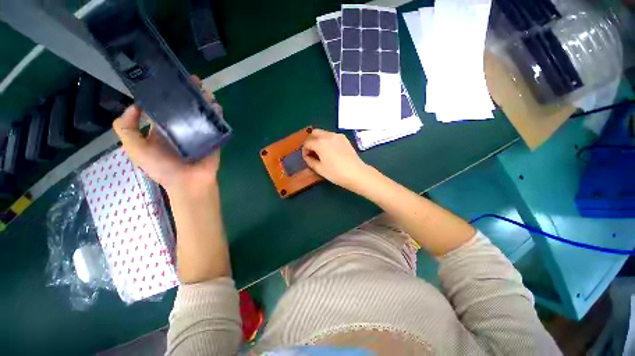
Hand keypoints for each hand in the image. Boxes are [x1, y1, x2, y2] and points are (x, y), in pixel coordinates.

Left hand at [112, 76, 222, 193]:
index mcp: (161, 129)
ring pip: (200, 112)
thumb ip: (126, 128)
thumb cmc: (162, 167)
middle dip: (187, 92)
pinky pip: (215, 123)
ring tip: (204, 89)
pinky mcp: (212, 137)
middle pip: (184, 106)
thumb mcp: (134, 149)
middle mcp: (180, 128)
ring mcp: (198, 132)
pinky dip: (217, 113)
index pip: (162, 106)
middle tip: (192, 80)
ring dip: (203, 100)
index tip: (167, 79)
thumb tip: (136, 105)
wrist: (190, 182)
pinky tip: (216, 104)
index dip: (164, 93)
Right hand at [302, 129, 371, 189]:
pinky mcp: (344, 138)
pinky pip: (331, 136)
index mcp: (320, 143)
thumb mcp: (320, 169)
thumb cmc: (336, 173)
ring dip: (318, 140)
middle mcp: (328, 136)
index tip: (307, 158)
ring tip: (320, 151)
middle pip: (314, 133)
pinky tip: (330, 150)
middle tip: (311, 151)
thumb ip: (310, 161)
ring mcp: (337, 136)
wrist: (356, 173)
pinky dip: (327, 140)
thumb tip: (307, 156)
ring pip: (323, 133)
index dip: (304, 150)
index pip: (307, 142)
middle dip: (310, 141)